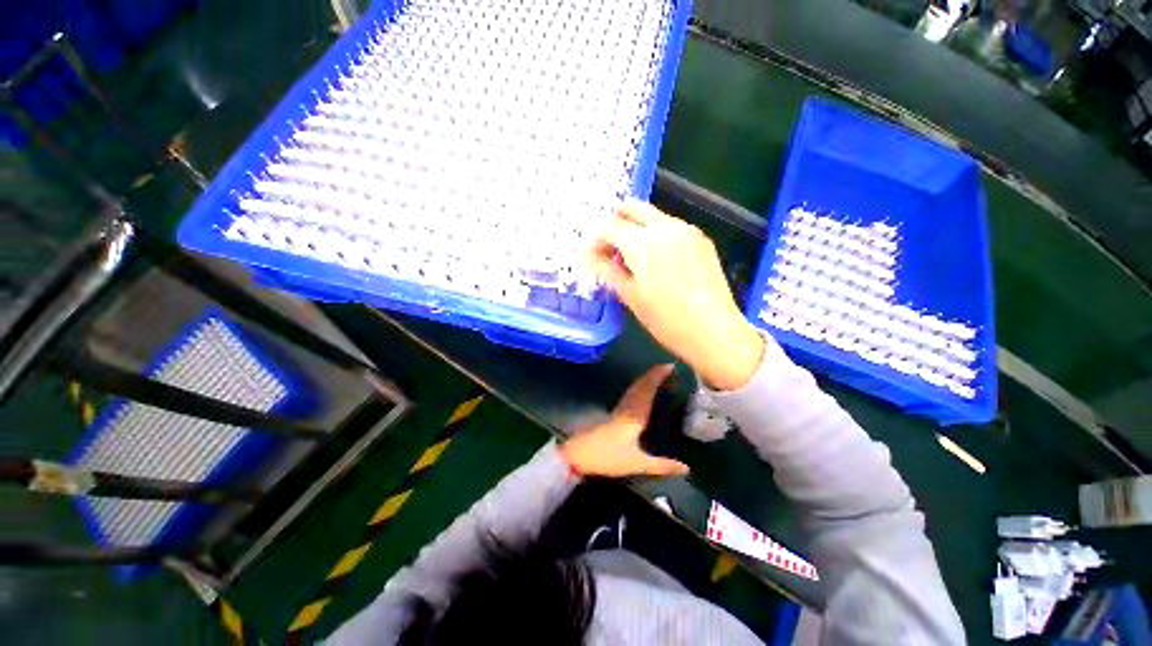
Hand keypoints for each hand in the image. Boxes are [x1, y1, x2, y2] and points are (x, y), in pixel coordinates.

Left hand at [559, 365, 689, 477]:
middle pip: (641, 386)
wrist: (579, 454)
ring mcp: (619, 408)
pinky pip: (629, 394)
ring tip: (657, 374)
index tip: (669, 366)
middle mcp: (627, 407)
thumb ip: (662, 466)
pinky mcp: (613, 413)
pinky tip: (641, 390)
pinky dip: (639, 387)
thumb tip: (686, 468)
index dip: (657, 377)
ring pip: (634, 388)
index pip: (648, 390)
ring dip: (645, 379)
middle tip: (666, 366)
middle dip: (653, 374)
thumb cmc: (608, 457)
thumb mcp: (637, 463)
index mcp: (635, 415)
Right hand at [591, 200, 764, 390]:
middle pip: (632, 207)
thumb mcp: (630, 296)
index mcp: (641, 242)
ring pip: (653, 216)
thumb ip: (608, 271)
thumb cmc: (666, 318)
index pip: (608, 226)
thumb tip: (589, 258)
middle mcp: (664, 226)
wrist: (714, 330)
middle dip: (616, 222)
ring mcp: (687, 230)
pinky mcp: (701, 240)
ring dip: (637, 229)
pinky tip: (658, 261)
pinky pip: (672, 227)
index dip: (596, 239)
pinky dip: (657, 236)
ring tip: (634, 258)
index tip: (593, 256)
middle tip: (610, 247)